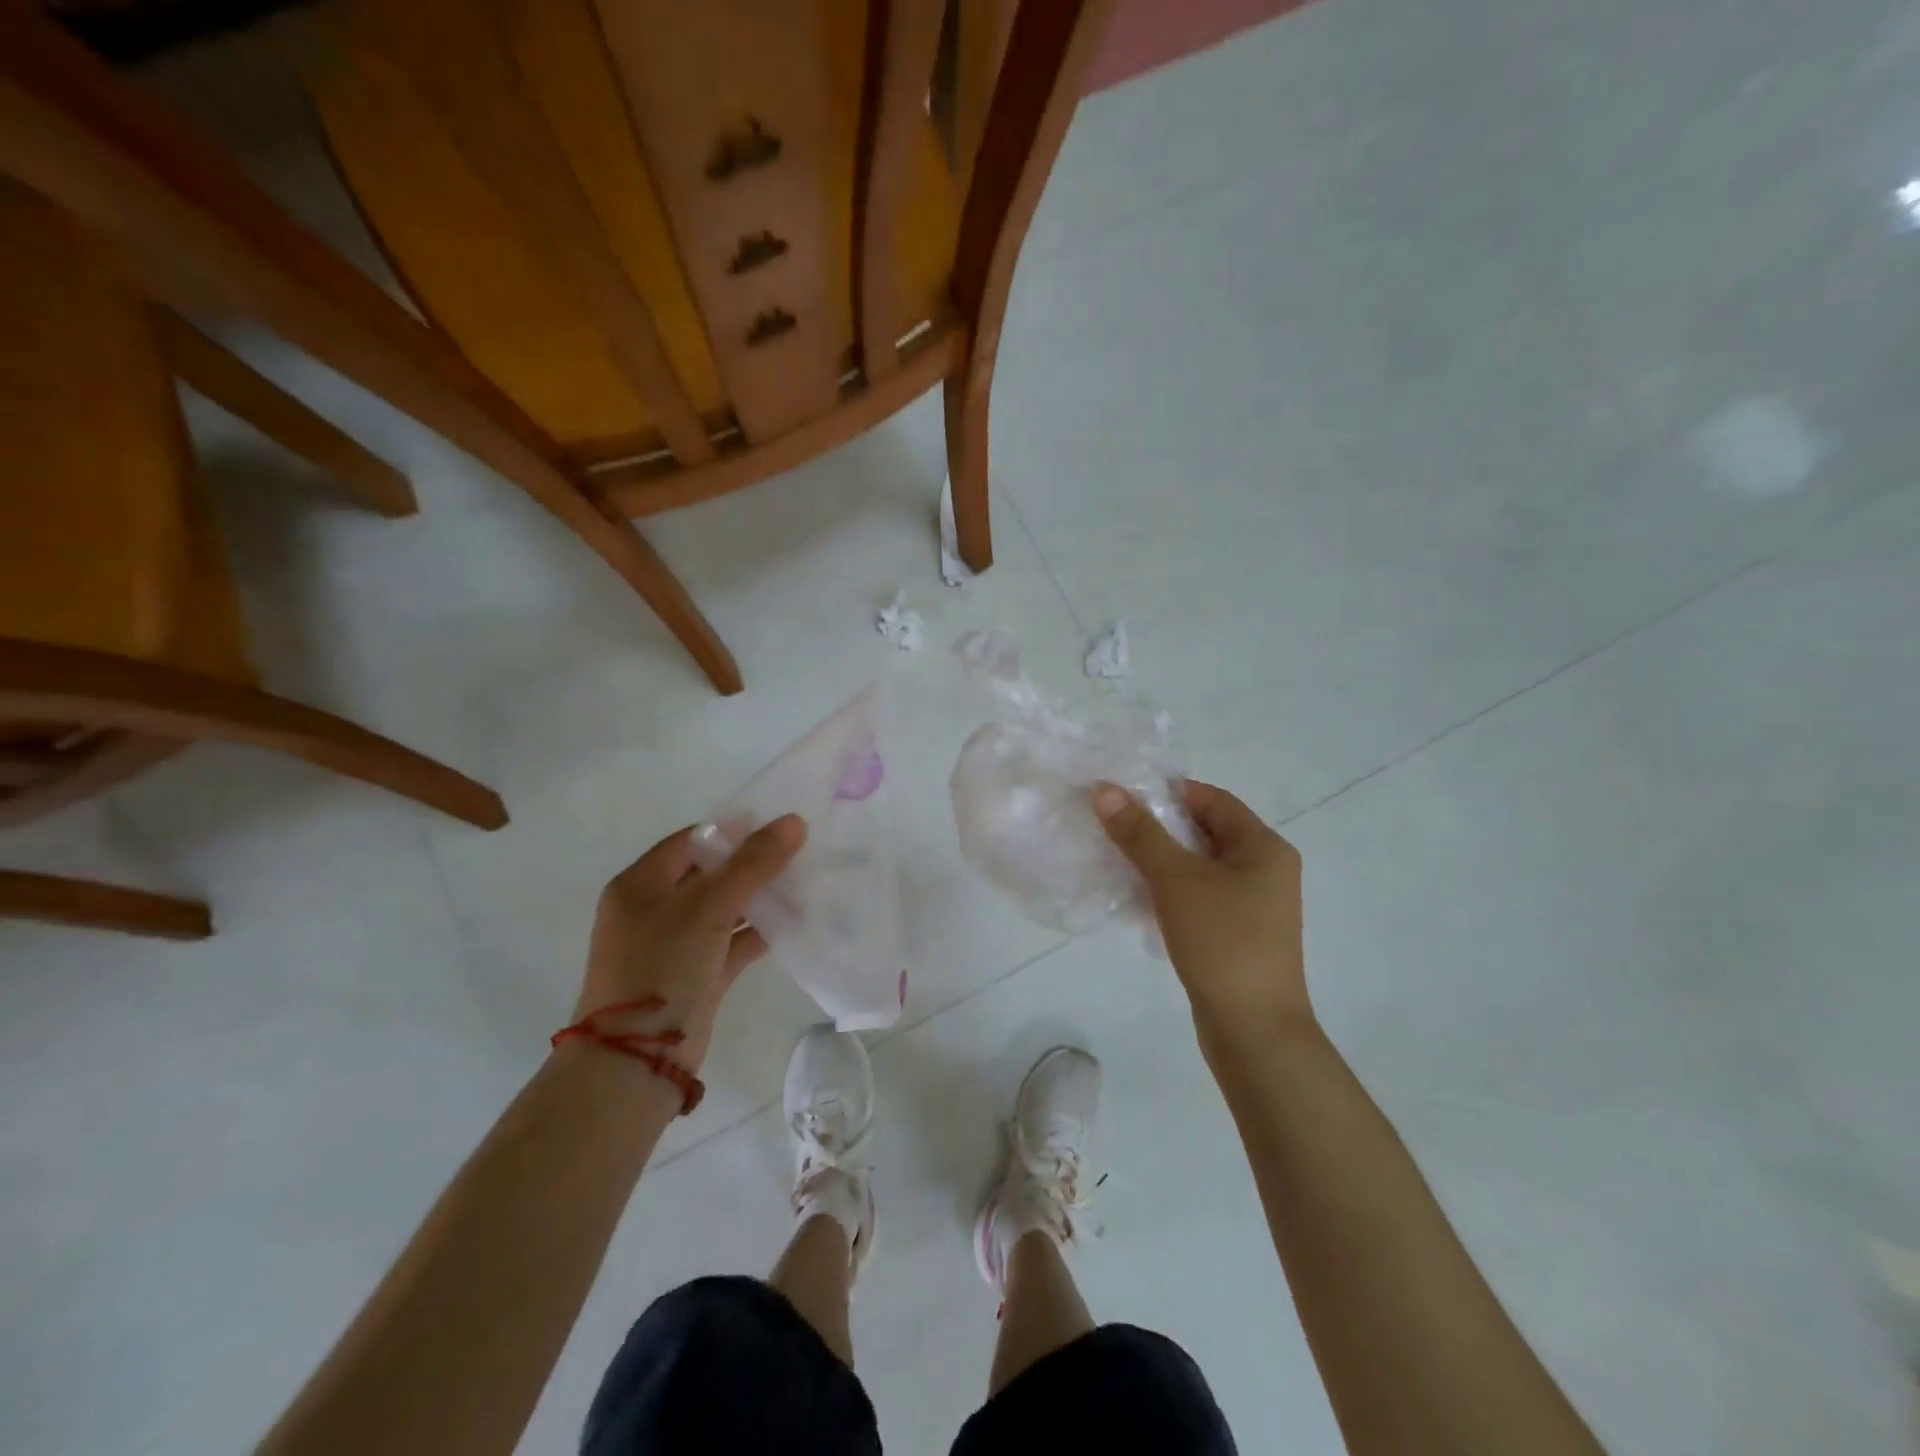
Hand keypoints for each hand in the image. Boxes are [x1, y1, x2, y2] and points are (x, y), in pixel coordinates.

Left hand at [573, 816, 806, 1068]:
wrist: (636, 1061)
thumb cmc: (662, 967)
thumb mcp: (709, 907)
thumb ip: (753, 863)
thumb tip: (794, 821)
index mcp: (641, 884)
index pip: (692, 840)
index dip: (734, 831)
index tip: (778, 827)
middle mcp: (653, 910)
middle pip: (710, 874)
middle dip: (753, 864)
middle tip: (800, 853)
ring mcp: (674, 945)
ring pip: (724, 909)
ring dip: (760, 899)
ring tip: (805, 882)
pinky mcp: (695, 975)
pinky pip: (731, 943)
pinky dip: (759, 932)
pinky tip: (795, 922)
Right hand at [1095, 780, 1309, 1057]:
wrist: (1253, 1031)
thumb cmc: (1222, 941)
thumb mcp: (1176, 880)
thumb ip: (1140, 833)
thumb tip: (1105, 790)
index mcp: (1264, 847)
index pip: (1212, 799)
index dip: (1168, 792)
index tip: (1123, 796)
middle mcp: (1265, 870)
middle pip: (1205, 831)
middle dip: (1158, 827)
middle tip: (1112, 825)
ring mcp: (1252, 905)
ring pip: (1198, 867)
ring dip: (1159, 861)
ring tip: (1115, 859)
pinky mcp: (1236, 934)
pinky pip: (1198, 897)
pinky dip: (1168, 891)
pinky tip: (1134, 899)